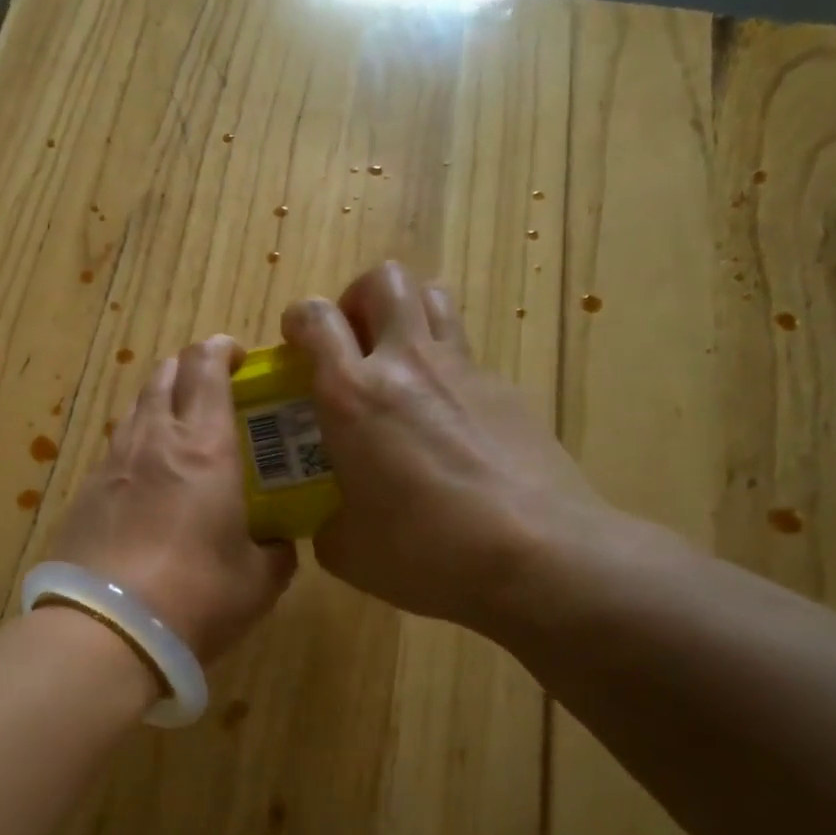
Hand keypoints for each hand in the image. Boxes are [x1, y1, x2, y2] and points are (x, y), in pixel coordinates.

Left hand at [49, 335, 296, 662]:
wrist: (106, 630)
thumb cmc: (195, 597)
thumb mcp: (257, 581)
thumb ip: (275, 552)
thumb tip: (278, 544)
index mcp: (203, 449)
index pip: (205, 369)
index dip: (221, 350)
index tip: (237, 354)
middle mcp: (153, 441)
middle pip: (163, 376)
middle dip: (188, 367)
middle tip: (211, 386)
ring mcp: (112, 465)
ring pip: (135, 410)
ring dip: (158, 403)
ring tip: (178, 428)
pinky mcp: (85, 494)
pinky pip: (115, 451)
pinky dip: (136, 447)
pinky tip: (146, 479)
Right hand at [281, 263, 624, 635]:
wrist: (539, 554)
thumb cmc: (427, 551)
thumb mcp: (348, 551)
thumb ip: (327, 522)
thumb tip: (333, 520)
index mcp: (352, 396)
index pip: (315, 318)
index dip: (299, 322)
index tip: (296, 348)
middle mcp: (407, 363)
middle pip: (384, 280)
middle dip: (358, 299)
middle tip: (352, 345)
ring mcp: (464, 370)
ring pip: (433, 297)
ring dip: (407, 316)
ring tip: (398, 366)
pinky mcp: (507, 390)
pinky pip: (466, 355)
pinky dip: (445, 371)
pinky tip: (448, 425)